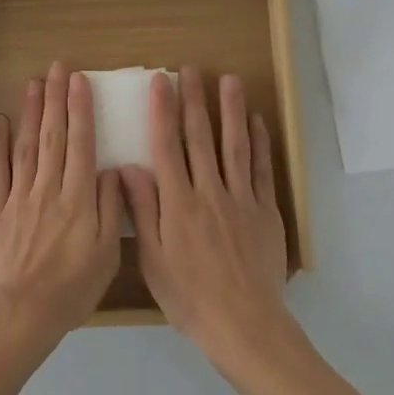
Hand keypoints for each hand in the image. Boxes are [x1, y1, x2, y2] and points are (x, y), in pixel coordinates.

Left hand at [0, 63, 123, 340]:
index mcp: (79, 198)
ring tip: (33, 84)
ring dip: (30, 112)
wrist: (21, 312)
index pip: (82, 143)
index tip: (80, 81)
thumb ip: (111, 208)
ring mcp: (19, 196)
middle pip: (53, 135)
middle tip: (57, 68)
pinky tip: (0, 122)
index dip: (81, 109)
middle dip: (56, 99)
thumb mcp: (107, 253)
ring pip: (26, 145)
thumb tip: (113, 170)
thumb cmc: (71, 289)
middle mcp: (49, 188)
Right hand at [121, 66, 289, 363]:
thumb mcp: (153, 259)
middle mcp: (209, 192)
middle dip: (194, 100)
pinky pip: (261, 170)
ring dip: (230, 110)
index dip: (162, 112)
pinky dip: (259, 143)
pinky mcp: (265, 211)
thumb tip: (128, 167)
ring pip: (234, 145)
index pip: (167, 146)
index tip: (160, 82)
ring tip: (228, 80)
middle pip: (201, 138)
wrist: (243, 325)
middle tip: (191, 69)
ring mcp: (241, 199)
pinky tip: (256, 122)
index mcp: (178, 203)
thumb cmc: (189, 296)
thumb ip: (143, 210)